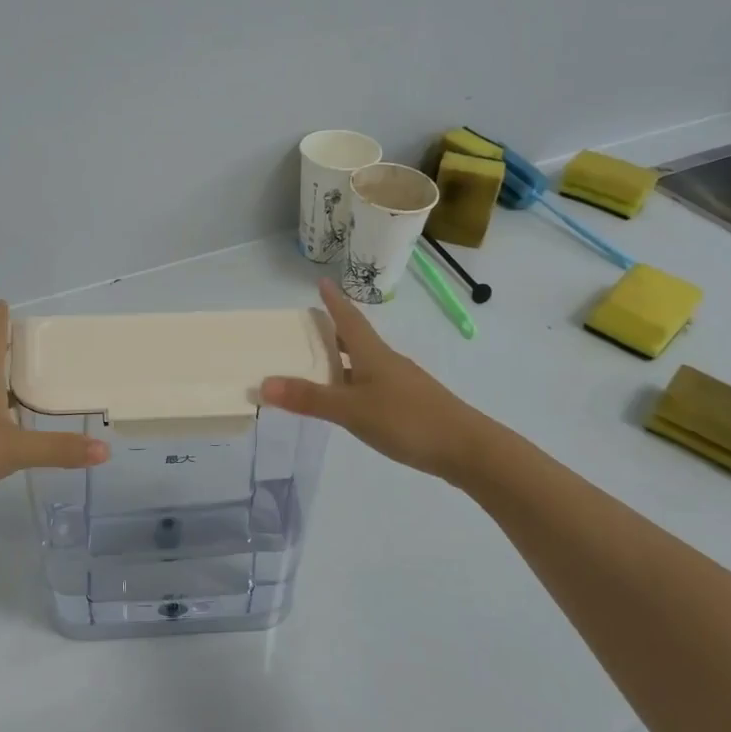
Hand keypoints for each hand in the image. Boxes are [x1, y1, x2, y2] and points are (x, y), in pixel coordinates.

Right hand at [260, 278, 484, 482]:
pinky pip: (373, 385)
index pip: (348, 319)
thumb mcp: (351, 410)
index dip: (333, 301)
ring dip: (342, 359)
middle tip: (308, 325)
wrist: (467, 449)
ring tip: (318, 364)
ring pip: (365, 363)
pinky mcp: (409, 406)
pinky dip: (353, 384)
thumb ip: (309, 398)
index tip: (321, 282)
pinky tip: (347, 400)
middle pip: (356, 339)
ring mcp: (401, 384)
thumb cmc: (407, 420)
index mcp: (373, 354)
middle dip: (333, 330)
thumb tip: (263, 383)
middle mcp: (387, 363)